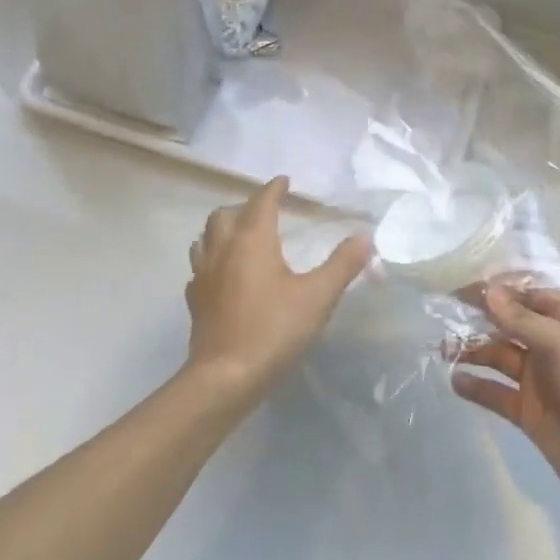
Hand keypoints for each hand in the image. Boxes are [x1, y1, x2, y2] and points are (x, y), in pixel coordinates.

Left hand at [185, 177, 373, 390]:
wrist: (225, 378)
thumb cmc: (274, 329)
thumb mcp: (318, 296)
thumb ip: (342, 264)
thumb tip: (364, 236)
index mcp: (252, 240)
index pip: (261, 202)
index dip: (274, 189)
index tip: (284, 182)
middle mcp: (222, 250)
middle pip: (225, 215)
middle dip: (244, 207)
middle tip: (265, 213)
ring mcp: (203, 276)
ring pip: (205, 239)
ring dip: (222, 231)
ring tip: (240, 238)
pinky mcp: (195, 302)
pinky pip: (200, 269)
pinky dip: (212, 261)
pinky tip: (224, 277)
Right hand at [452, 283, 559, 528]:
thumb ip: (523, 320)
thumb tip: (487, 291)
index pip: (526, 295)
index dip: (496, 290)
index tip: (459, 286)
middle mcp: (552, 346)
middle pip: (509, 324)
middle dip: (478, 318)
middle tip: (441, 315)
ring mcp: (540, 381)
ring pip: (499, 356)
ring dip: (473, 350)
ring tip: (442, 348)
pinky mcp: (529, 414)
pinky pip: (497, 394)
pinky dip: (477, 386)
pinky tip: (455, 380)